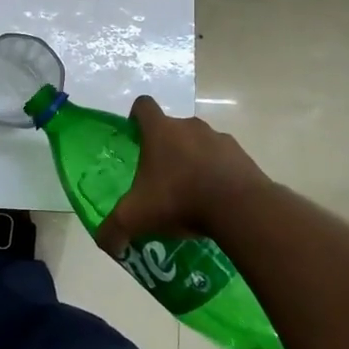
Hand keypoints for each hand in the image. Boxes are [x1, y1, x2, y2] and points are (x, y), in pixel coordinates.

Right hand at [95, 95, 271, 257]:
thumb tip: (105, 243)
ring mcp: (219, 138)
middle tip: (162, 178)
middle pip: (173, 128)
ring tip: (192, 193)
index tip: (135, 136)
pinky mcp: (242, 156)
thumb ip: (113, 229)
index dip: (136, 117)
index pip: (143, 106)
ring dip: (194, 160)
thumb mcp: (136, 217)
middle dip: (166, 148)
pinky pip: (225, 160)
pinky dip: (219, 174)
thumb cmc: (179, 199)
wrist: (238, 207)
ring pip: (200, 143)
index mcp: (160, 131)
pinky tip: (216, 201)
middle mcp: (189, 126)